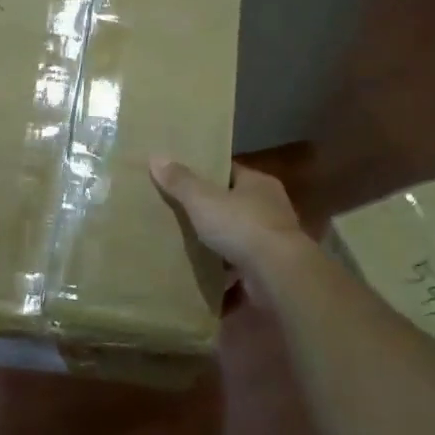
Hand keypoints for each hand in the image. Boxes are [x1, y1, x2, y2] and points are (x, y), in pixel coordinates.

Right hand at [149, 159, 305, 273]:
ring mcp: (273, 239)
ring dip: (221, 243)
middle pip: (235, 204)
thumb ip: (181, 181)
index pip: (230, 172)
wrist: (278, 274)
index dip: (207, 174)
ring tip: (189, 246)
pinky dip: (227, 272)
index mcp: (259, 183)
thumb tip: (156, 157)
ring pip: (240, 236)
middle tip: (181, 214)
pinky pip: (242, 266)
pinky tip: (206, 276)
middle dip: (212, 211)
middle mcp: (271, 207)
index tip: (183, 179)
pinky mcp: (272, 268)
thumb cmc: (241, 226)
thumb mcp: (203, 200)